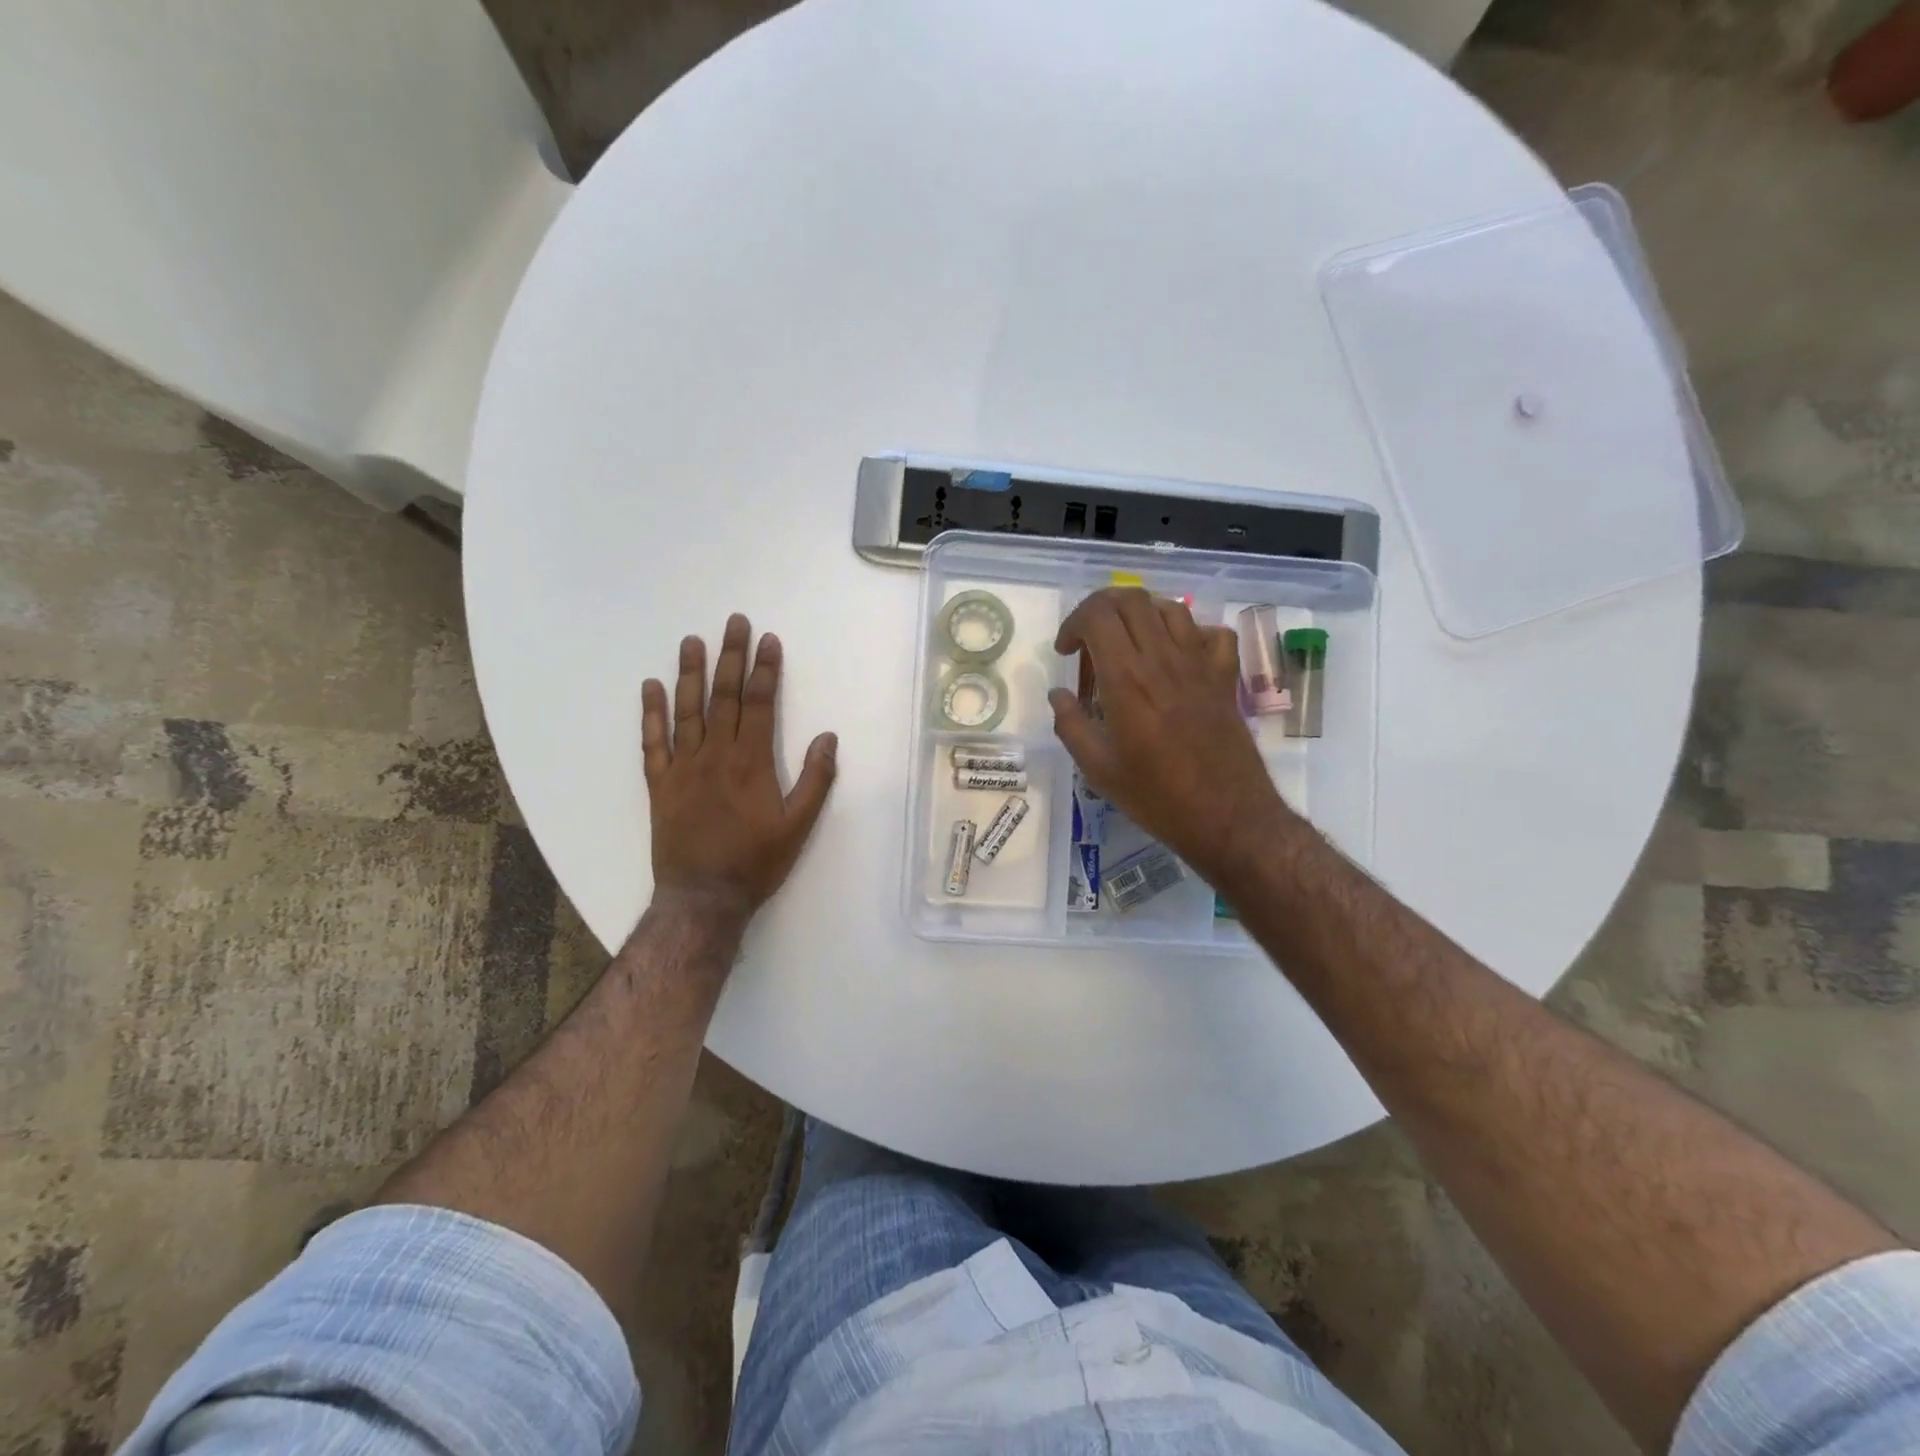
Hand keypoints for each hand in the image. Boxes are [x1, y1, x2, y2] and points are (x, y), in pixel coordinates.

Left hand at [641, 614, 837, 920]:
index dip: (765, 669)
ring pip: (687, 710)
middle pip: (724, 696)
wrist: (703, 897)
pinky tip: (651, 686)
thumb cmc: (757, 862)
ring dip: (691, 673)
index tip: (768, 640)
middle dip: (731, 656)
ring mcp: (683, 767)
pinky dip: (651, 713)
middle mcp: (715, 755)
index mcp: (752, 761)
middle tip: (733, 622)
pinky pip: (653, 742)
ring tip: (692, 640)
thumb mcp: (799, 825)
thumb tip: (828, 737)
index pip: (759, 703)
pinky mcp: (659, 784)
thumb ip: (815, 779)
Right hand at [1048, 588, 1288, 887]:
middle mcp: (1163, 659)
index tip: (1066, 652)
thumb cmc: (1156, 797)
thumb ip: (1070, 724)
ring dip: (1141, 615)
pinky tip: (1177, 655)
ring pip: (1169, 608)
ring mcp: (1199, 664)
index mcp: (1126, 679)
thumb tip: (1058, 695)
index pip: (1097, 615)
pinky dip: (1190, 633)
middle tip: (1090, 639)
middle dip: (1101, 608)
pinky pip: (1212, 634)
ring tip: (1128, 644)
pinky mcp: (1225, 677)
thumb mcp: (1098, 769)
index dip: (1073, 623)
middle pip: (1131, 599)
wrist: (1227, 816)